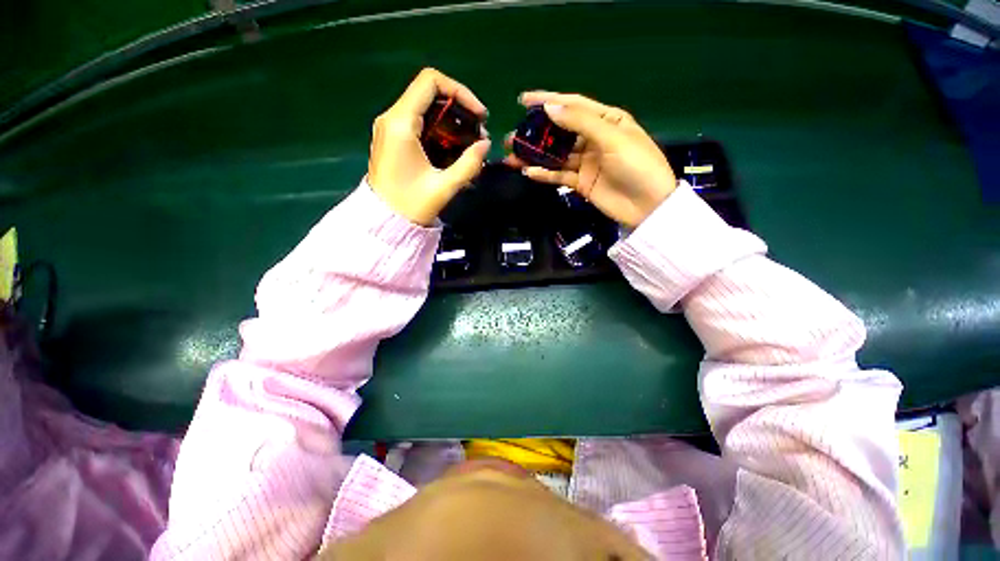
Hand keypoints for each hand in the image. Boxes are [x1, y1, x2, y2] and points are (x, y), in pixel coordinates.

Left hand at [368, 68, 490, 225]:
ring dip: (452, 123)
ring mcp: (391, 128)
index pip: (431, 81)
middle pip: (430, 94)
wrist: (384, 221)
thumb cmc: (411, 205)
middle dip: (460, 110)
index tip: (480, 116)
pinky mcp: (394, 139)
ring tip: (471, 145)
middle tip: (479, 134)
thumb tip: (485, 145)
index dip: (460, 92)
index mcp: (401, 123)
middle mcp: (393, 118)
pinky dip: (441, 132)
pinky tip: (455, 150)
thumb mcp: (444, 187)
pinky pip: (421, 124)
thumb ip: (469, 164)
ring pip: (427, 109)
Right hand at [504, 92, 675, 228]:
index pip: (573, 105)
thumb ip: (581, 122)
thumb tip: (550, 107)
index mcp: (606, 120)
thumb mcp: (612, 138)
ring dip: (535, 155)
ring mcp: (586, 162)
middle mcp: (594, 138)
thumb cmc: (637, 166)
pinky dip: (545, 174)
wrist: (647, 207)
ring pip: (556, 155)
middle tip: (513, 136)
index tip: (524, 100)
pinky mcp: (581, 183)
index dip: (548, 100)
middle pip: (560, 132)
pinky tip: (529, 172)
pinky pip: (559, 175)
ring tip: (513, 155)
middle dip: (537, 133)